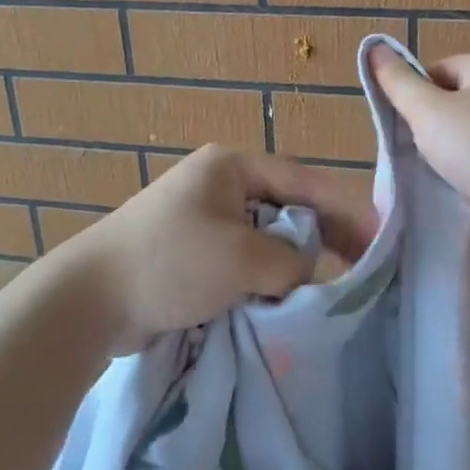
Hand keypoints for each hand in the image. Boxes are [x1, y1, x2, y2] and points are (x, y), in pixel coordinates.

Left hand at [62, 145, 378, 351]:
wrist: (88, 301)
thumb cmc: (171, 263)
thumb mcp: (243, 258)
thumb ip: (290, 262)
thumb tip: (306, 274)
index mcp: (231, 167)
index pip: (303, 181)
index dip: (345, 208)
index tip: (381, 234)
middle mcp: (220, 185)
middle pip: (288, 208)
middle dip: (324, 236)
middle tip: (364, 265)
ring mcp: (205, 220)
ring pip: (267, 238)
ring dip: (295, 262)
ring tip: (334, 286)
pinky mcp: (194, 254)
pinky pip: (245, 261)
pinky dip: (267, 278)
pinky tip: (289, 298)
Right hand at [367, 46, 469, 264]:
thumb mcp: (428, 113)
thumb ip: (398, 82)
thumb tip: (373, 47)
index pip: (439, 70)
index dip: (416, 98)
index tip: (409, 129)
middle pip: (456, 100)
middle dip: (434, 126)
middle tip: (423, 154)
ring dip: (453, 151)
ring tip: (446, 174)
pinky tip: (469, 187)